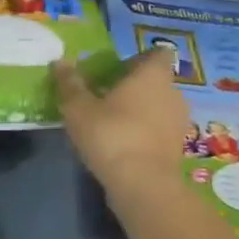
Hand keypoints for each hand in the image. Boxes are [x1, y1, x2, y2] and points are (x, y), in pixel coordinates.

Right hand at [53, 49, 187, 205]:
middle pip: (156, 81)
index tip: (117, 70)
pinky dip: (145, 133)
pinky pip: (160, 131)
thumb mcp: (78, 109)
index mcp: (152, 74)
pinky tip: (123, 145)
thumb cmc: (110, 135)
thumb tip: (59, 61)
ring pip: (159, 107)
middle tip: (106, 97)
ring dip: (141, 112)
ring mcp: (179, 121)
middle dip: (135, 87)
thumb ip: (70, 83)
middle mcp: (173, 92)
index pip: (156, 54)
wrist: (142, 184)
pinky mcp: (177, 147)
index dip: (138, 59)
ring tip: (113, 124)